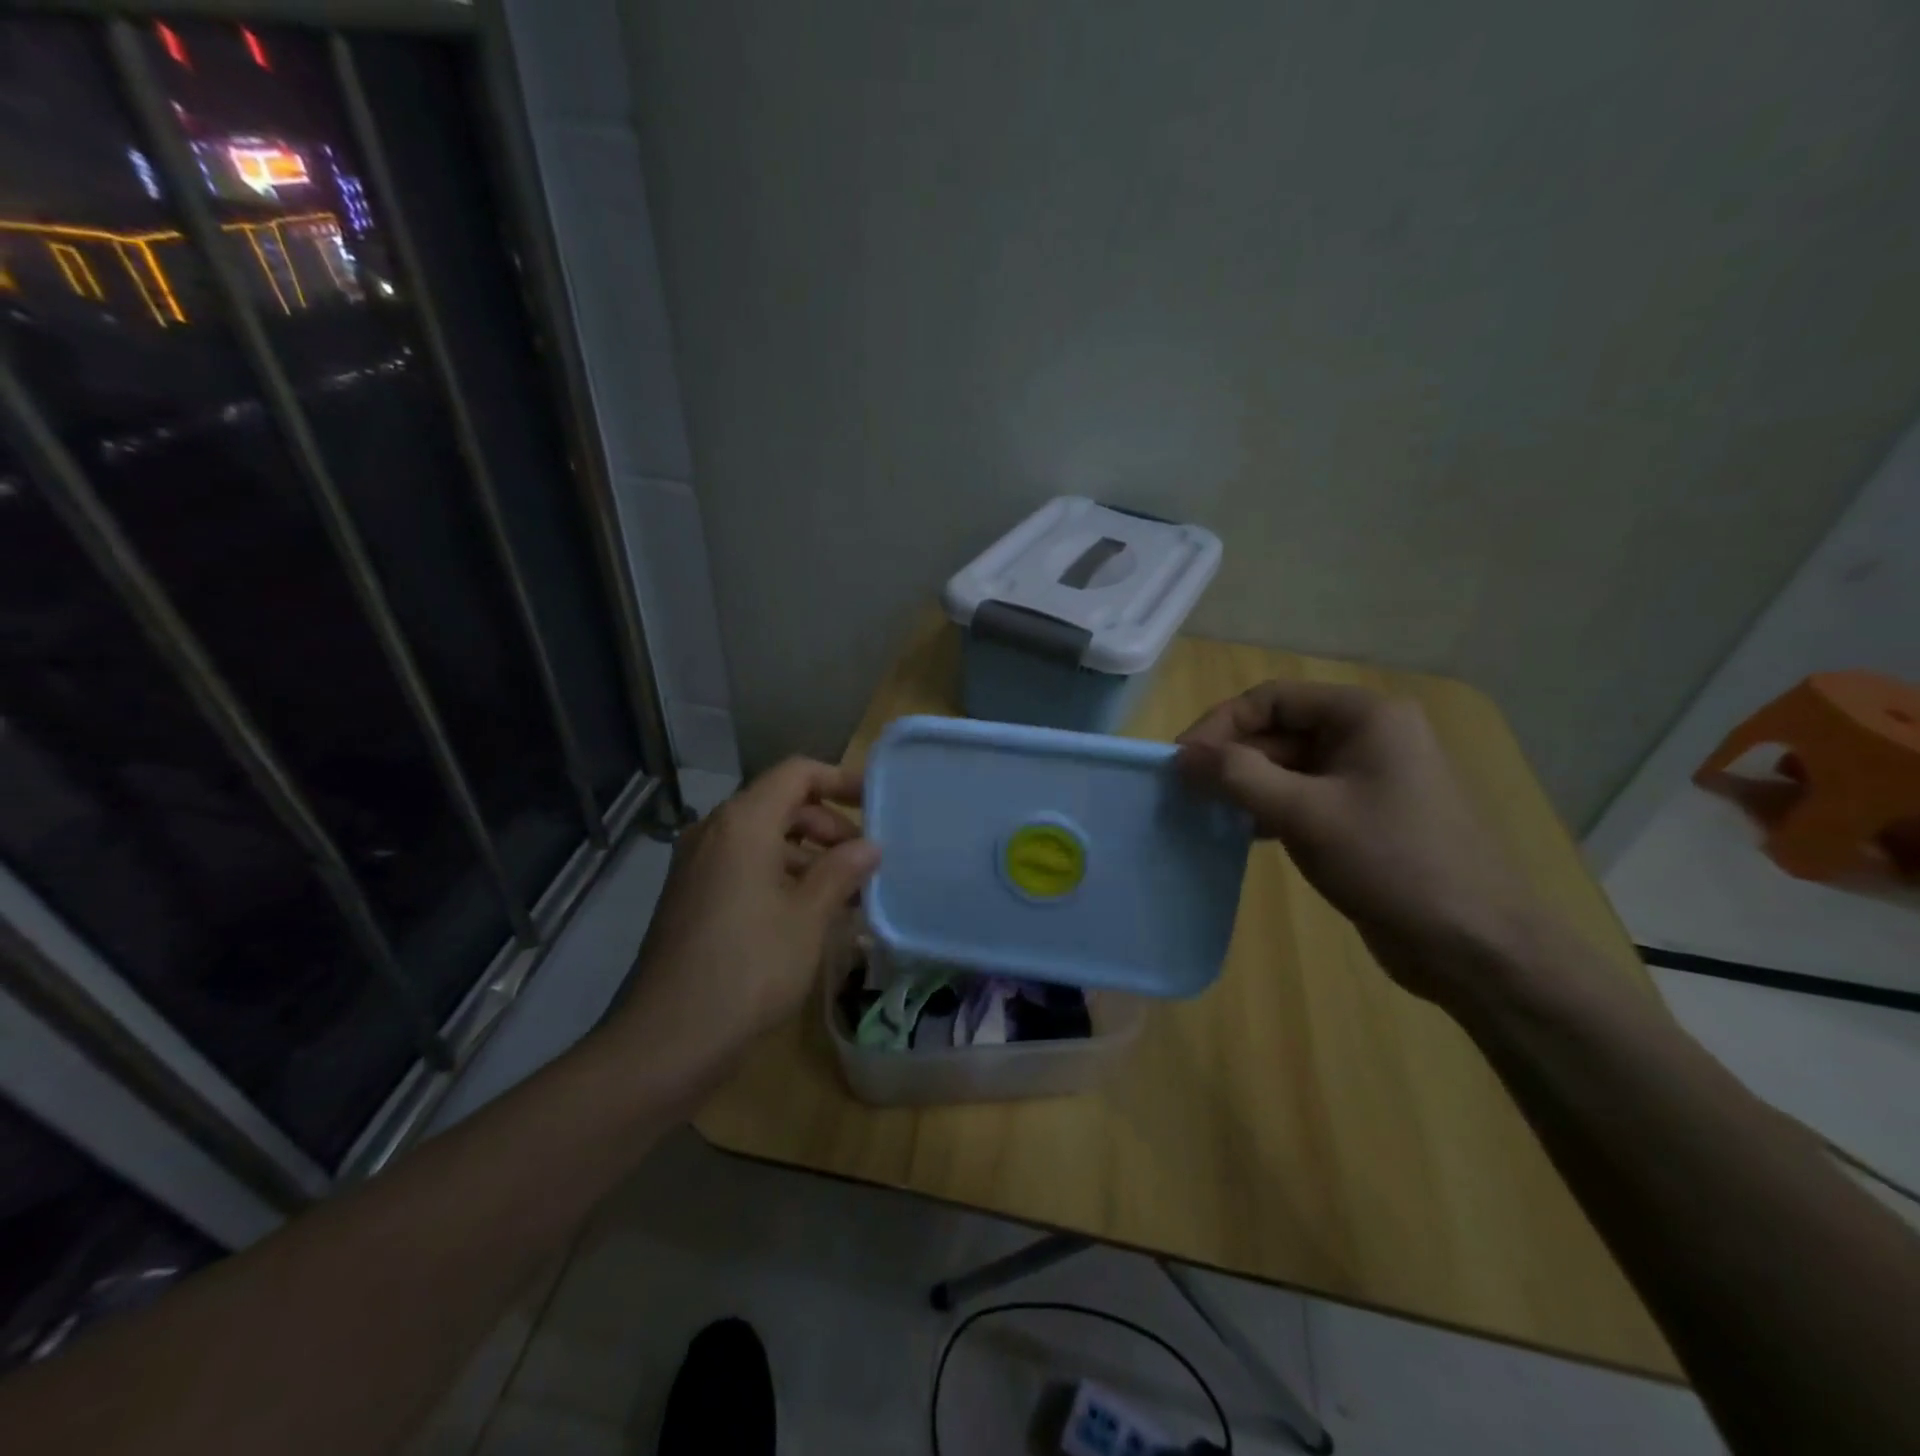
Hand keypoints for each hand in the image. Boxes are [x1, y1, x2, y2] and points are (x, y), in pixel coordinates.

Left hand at [605, 759, 878, 1093]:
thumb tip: (869, 846)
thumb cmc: (750, 967)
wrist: (669, 1039)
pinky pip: (744, 867)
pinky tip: (811, 914)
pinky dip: (781, 876)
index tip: (875, 803)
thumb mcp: (808, 917)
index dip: (839, 780)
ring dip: (808, 856)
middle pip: (780, 804)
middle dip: (827, 825)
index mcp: (742, 823)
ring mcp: (698, 866)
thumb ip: (841, 872)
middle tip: (864, 860)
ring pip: (763, 839)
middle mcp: (714, 832)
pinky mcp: (692, 897)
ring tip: (847, 893)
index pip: (796, 773)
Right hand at [1176, 680, 1540, 1004]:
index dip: (1221, 724)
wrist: (1473, 945)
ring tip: (1204, 812)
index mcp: (1364, 716)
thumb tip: (1181, 755)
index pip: (1272, 699)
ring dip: (1244, 785)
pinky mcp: (1362, 815)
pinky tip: (1240, 832)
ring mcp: (1366, 777)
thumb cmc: (1391, 863)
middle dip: (1231, 758)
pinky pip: (1302, 796)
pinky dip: (1267, 807)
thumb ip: (1238, 777)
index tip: (1181, 761)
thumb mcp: (1306, 814)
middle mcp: (1367, 735)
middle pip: (1278, 730)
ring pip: (1286, 766)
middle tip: (1185, 792)